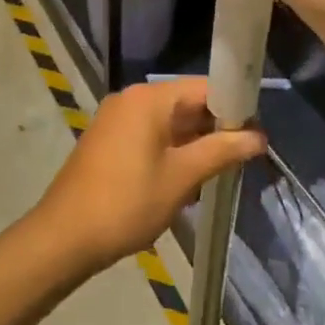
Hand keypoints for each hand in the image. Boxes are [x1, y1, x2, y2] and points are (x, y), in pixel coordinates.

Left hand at [33, 79, 265, 274]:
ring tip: (218, 176)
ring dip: (194, 146)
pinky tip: (186, 184)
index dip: (234, 108)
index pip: (205, 87)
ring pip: (169, 124)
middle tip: (242, 159)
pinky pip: (150, 137)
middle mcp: (131, 100)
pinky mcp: (108, 142)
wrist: (65, 237)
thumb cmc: (128, 202)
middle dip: (215, 130)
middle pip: (186, 104)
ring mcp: (116, 120)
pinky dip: (171, 153)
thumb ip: (221, 151)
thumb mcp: (182, 177)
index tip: (256, 135)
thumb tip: (259, 136)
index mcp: (149, 98)